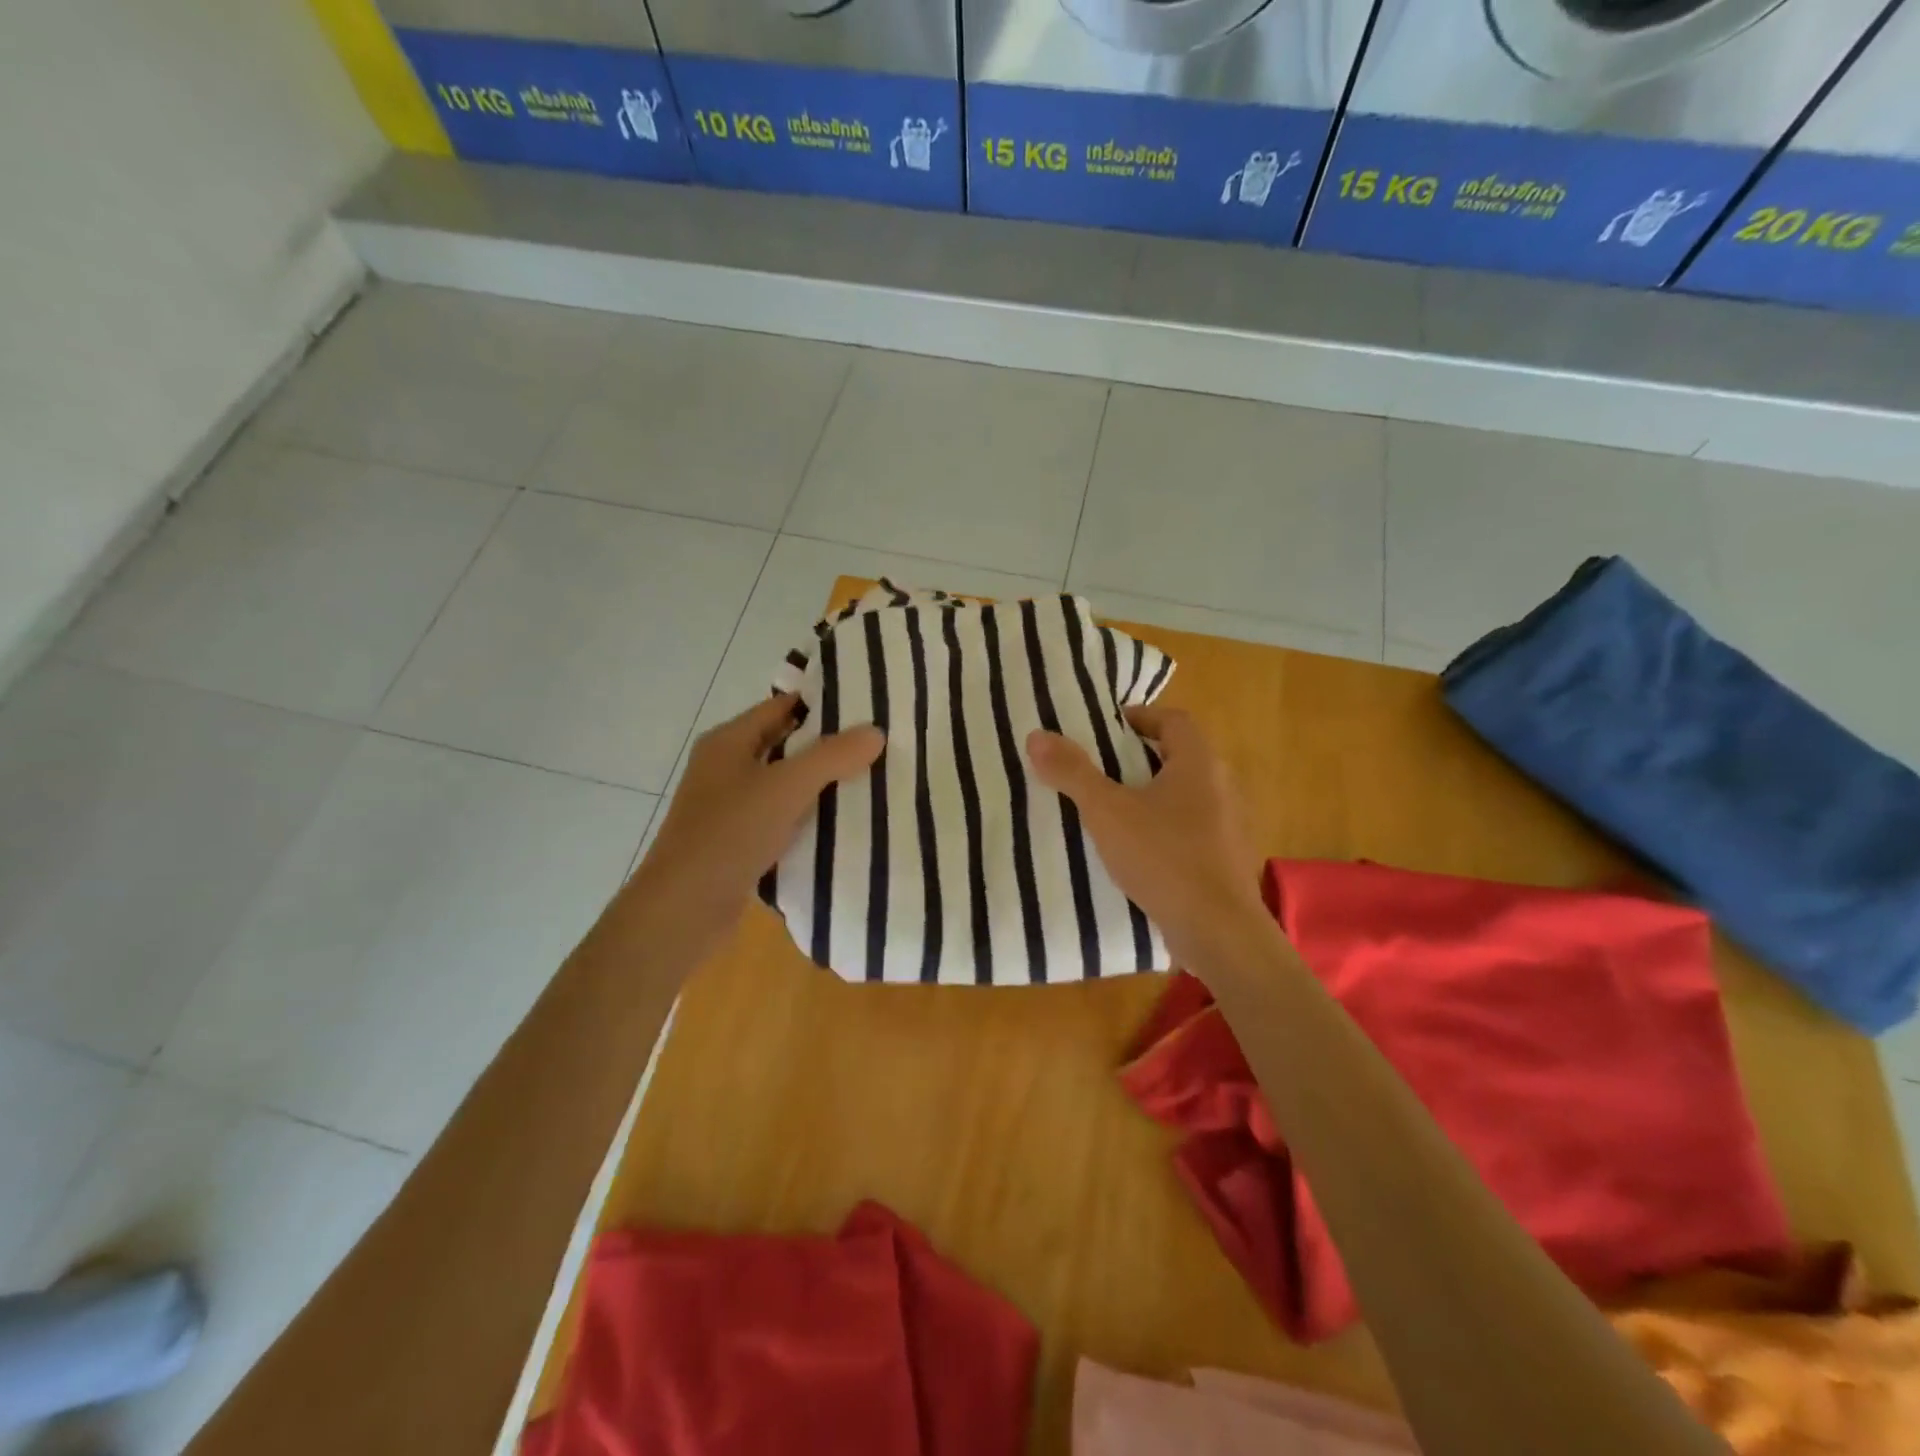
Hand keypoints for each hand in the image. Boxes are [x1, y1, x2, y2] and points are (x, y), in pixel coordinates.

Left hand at [626, 694, 883, 967]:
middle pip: (784, 744)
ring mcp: (730, 807)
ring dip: (820, 783)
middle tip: (877, 743)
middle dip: (827, 745)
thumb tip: (875, 731)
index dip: (821, 703)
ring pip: (785, 784)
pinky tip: (843, 822)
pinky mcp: (739, 841)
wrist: (684, 909)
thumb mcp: (786, 787)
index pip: (780, 706)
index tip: (867, 705)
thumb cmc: (729, 834)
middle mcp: (726, 768)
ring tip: (872, 778)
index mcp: (728, 742)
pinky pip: (781, 817)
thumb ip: (832, 756)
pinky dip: (808, 816)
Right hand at [1026, 706, 1264, 966]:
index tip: (1107, 729)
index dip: (1141, 717)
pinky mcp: (1228, 860)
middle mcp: (1223, 786)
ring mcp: (1231, 826)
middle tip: (1100, 768)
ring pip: (1187, 796)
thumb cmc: (1164, 857)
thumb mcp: (1107, 812)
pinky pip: (1193, 830)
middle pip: (1180, 757)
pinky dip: (1166, 829)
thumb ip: (1072, 772)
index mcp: (1199, 763)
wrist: (1219, 932)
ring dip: (1153, 796)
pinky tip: (1139, 852)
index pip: (1174, 720)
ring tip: (1113, 811)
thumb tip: (1037, 735)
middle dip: (1140, 758)